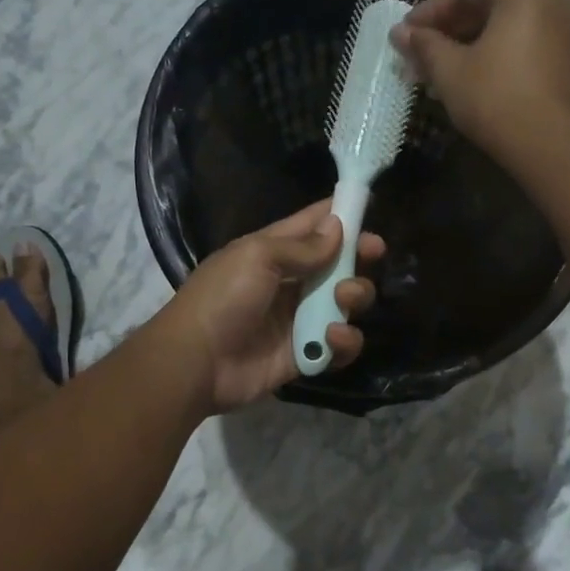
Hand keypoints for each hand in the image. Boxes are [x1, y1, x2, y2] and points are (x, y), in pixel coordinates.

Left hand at [160, 200, 385, 412]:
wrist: (197, 363)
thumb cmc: (223, 298)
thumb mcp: (257, 257)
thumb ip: (302, 246)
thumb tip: (338, 227)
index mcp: (274, 251)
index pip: (313, 225)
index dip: (342, 215)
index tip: (370, 208)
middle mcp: (292, 282)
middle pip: (339, 264)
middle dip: (359, 258)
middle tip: (372, 255)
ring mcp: (300, 319)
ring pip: (346, 303)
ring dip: (355, 296)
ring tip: (344, 299)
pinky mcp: (306, 354)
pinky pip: (340, 345)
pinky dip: (344, 341)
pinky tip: (331, 337)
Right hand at [389, 0, 569, 161]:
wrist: (551, 146)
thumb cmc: (496, 98)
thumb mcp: (450, 70)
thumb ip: (424, 45)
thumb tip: (399, 33)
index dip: (428, 12)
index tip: (404, 35)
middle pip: (487, 3)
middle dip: (448, 29)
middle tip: (418, 54)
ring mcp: (564, 27)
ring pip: (504, 26)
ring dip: (468, 44)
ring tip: (437, 70)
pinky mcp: (566, 57)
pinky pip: (521, 43)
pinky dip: (492, 54)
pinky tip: (467, 78)